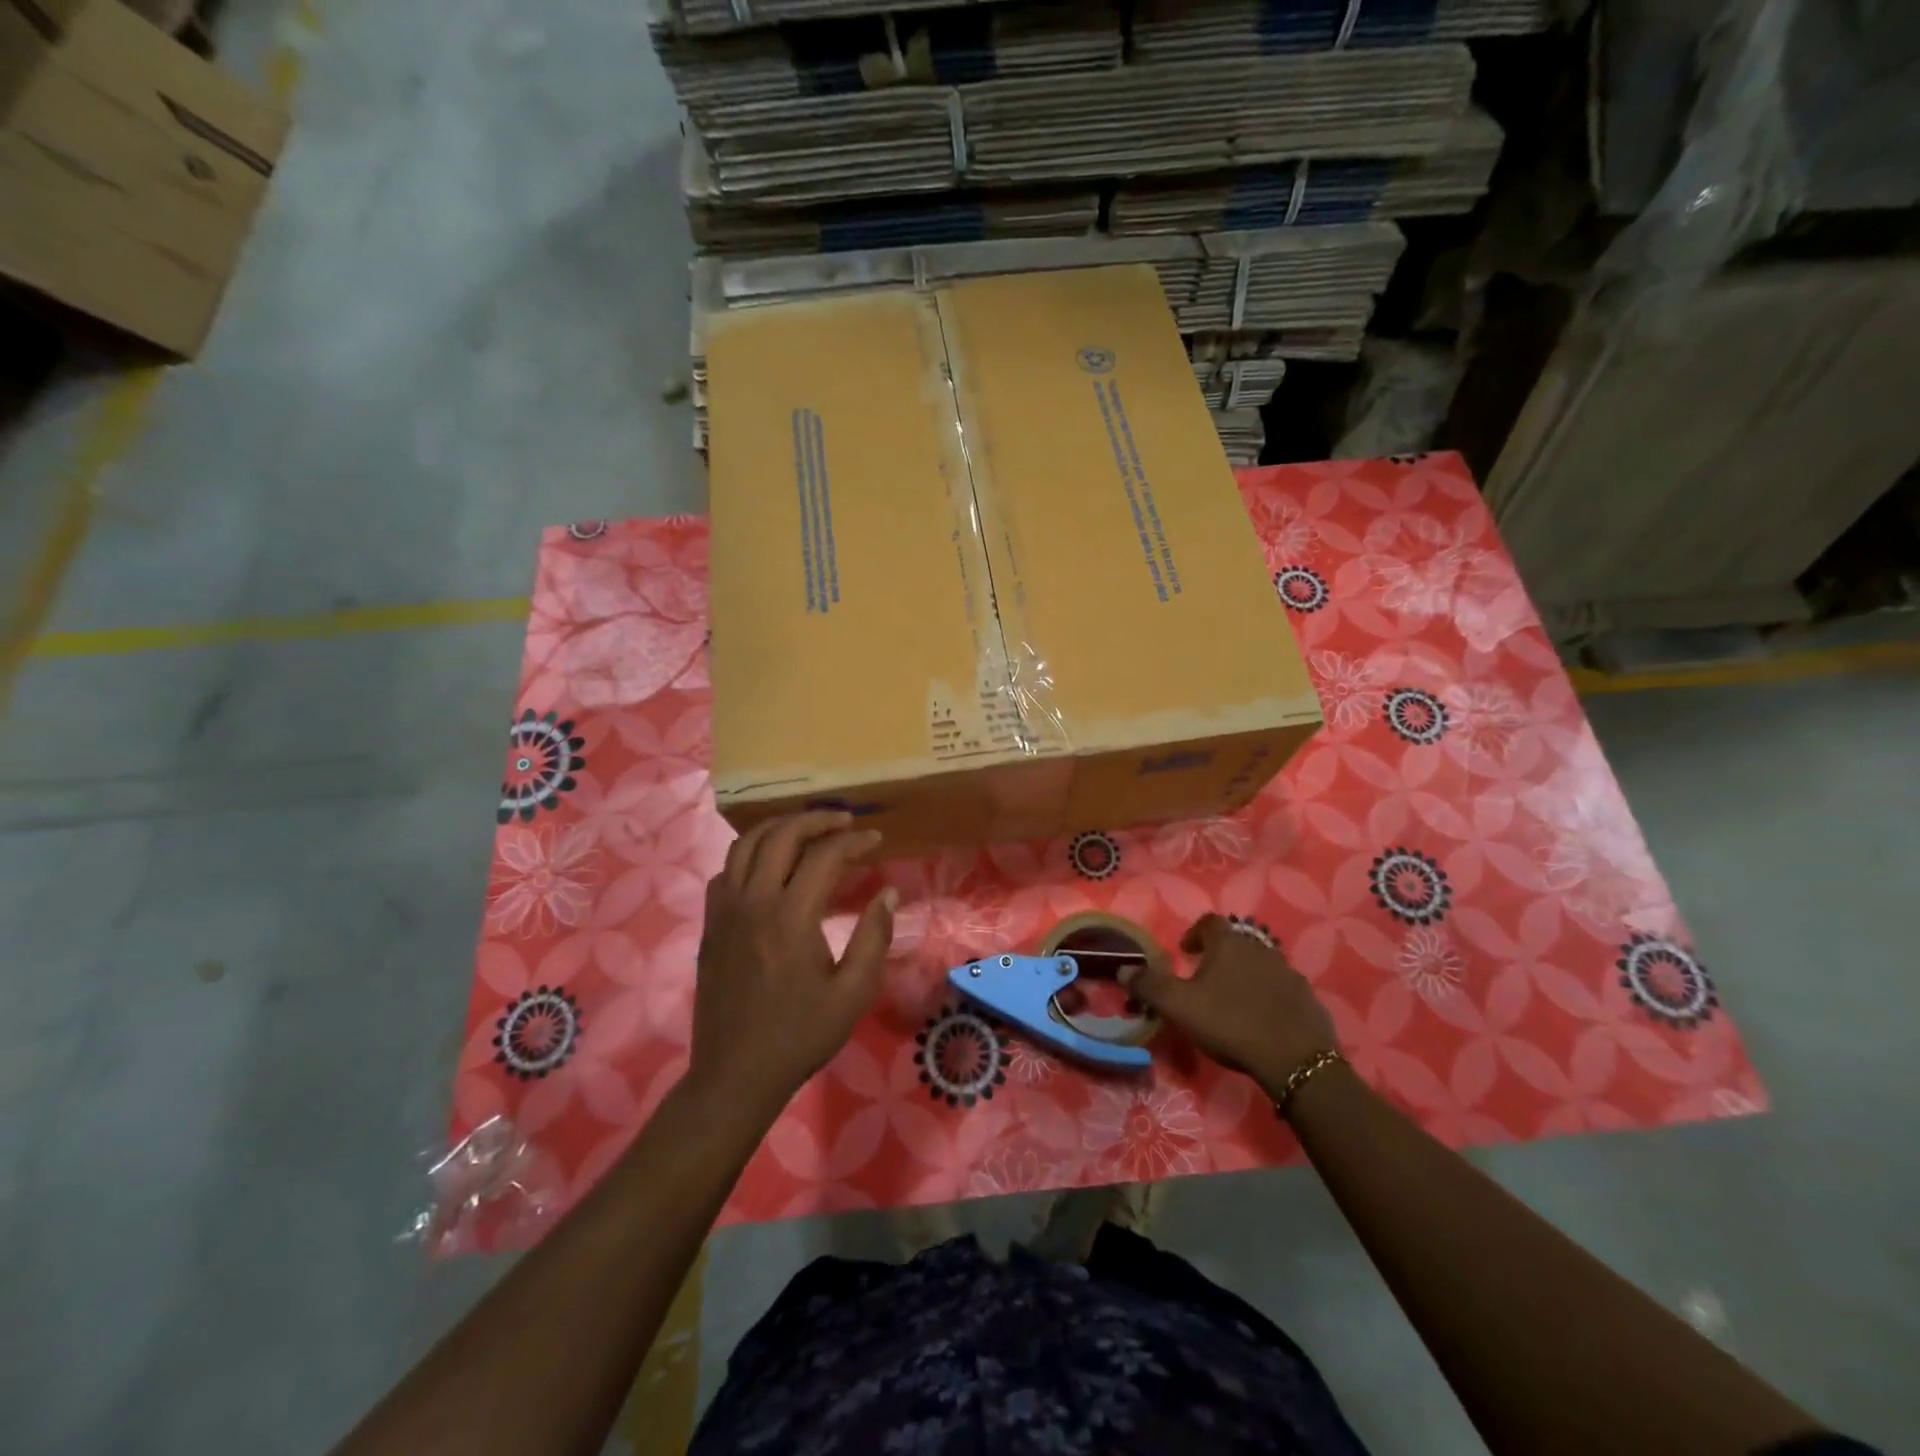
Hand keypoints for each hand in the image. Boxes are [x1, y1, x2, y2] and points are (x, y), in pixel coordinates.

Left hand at [688, 811, 896, 1119]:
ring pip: (745, 844)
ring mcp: (725, 911)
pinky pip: (726, 870)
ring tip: (807, 830)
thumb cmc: (800, 1035)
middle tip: (844, 822)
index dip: (854, 841)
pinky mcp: (710, 924)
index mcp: (791, 917)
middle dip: (816, 819)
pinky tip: (770, 865)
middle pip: (781, 835)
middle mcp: (753, 902)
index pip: (824, 855)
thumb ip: (874, 937)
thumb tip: (887, 893)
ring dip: (779, 828)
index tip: (876, 840)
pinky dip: (750, 853)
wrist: (736, 1074)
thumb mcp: (853, 993)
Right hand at [1119, 914, 1335, 1097]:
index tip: (1185, 952)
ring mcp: (1288, 972)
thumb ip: (1149, 986)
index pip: (1209, 922)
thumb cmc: (1229, 1023)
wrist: (1294, 1059)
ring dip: (1245, 975)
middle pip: (1236, 942)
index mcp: (1228, 944)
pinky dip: (1269, 995)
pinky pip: (1282, 988)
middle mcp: (1260, 948)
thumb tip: (1123, 969)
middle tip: (1205, 979)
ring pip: (1260, 964)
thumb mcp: (1179, 1006)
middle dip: (1219, 956)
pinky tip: (1262, 1018)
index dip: (1194, 933)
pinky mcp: (1307, 996)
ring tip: (1233, 1000)